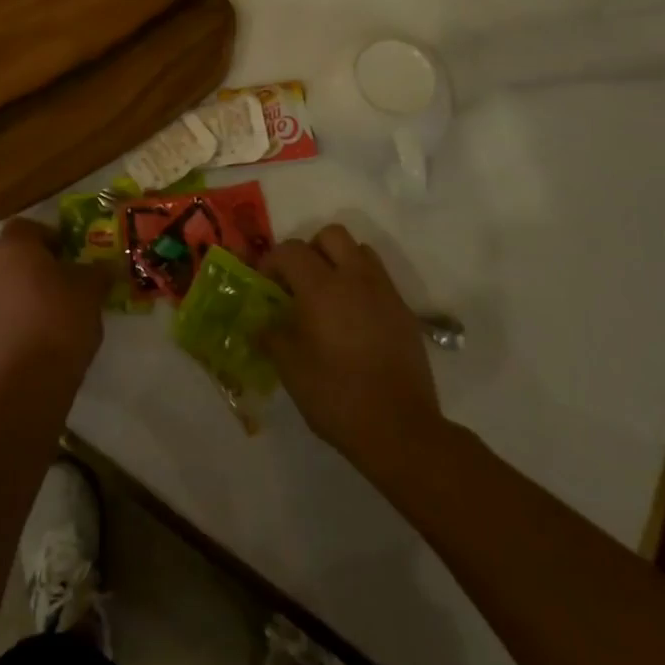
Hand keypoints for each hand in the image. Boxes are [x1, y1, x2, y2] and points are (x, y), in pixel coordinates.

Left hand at [0, 218, 107, 388]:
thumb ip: (98, 271)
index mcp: (13, 247)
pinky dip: (4, 320)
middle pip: (7, 254)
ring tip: (40, 314)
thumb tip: (106, 266)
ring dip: (14, 291)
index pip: (27, 227)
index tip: (66, 256)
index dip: (48, 238)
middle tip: (54, 282)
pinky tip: (26, 339)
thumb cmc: (61, 321)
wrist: (27, 382)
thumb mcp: (91, 290)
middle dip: (28, 263)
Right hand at [263, 224, 440, 464]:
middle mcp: (355, 278)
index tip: (265, 285)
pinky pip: (379, 279)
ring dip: (340, 262)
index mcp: (322, 287)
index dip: (272, 261)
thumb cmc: (337, 396)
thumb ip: (272, 337)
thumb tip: (261, 325)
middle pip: (331, 235)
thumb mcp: (291, 370)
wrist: (400, 429)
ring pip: (360, 251)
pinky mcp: (404, 311)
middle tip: (299, 282)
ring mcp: (384, 292)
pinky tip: (354, 320)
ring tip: (329, 296)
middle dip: (310, 250)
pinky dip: (362, 285)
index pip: (291, 250)